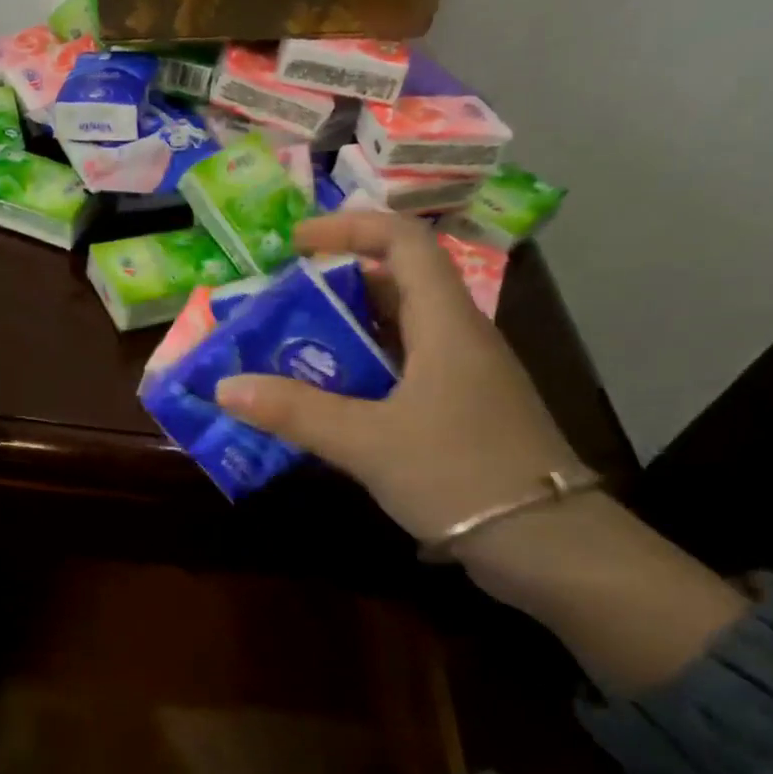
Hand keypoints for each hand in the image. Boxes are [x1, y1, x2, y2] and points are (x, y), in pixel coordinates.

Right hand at [214, 210, 583, 544]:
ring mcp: (464, 377)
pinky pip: (404, 373)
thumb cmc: (459, 474)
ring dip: (345, 334)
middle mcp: (458, 338)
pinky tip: (328, 403)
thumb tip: (225, 386)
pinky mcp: (462, 413)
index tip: (295, 244)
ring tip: (290, 350)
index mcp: (445, 323)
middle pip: (397, 284)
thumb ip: (295, 411)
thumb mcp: (367, 441)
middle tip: (281, 306)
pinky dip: (362, 374)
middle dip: (336, 286)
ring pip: (399, 332)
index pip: (403, 242)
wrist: (547, 545)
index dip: (349, 228)